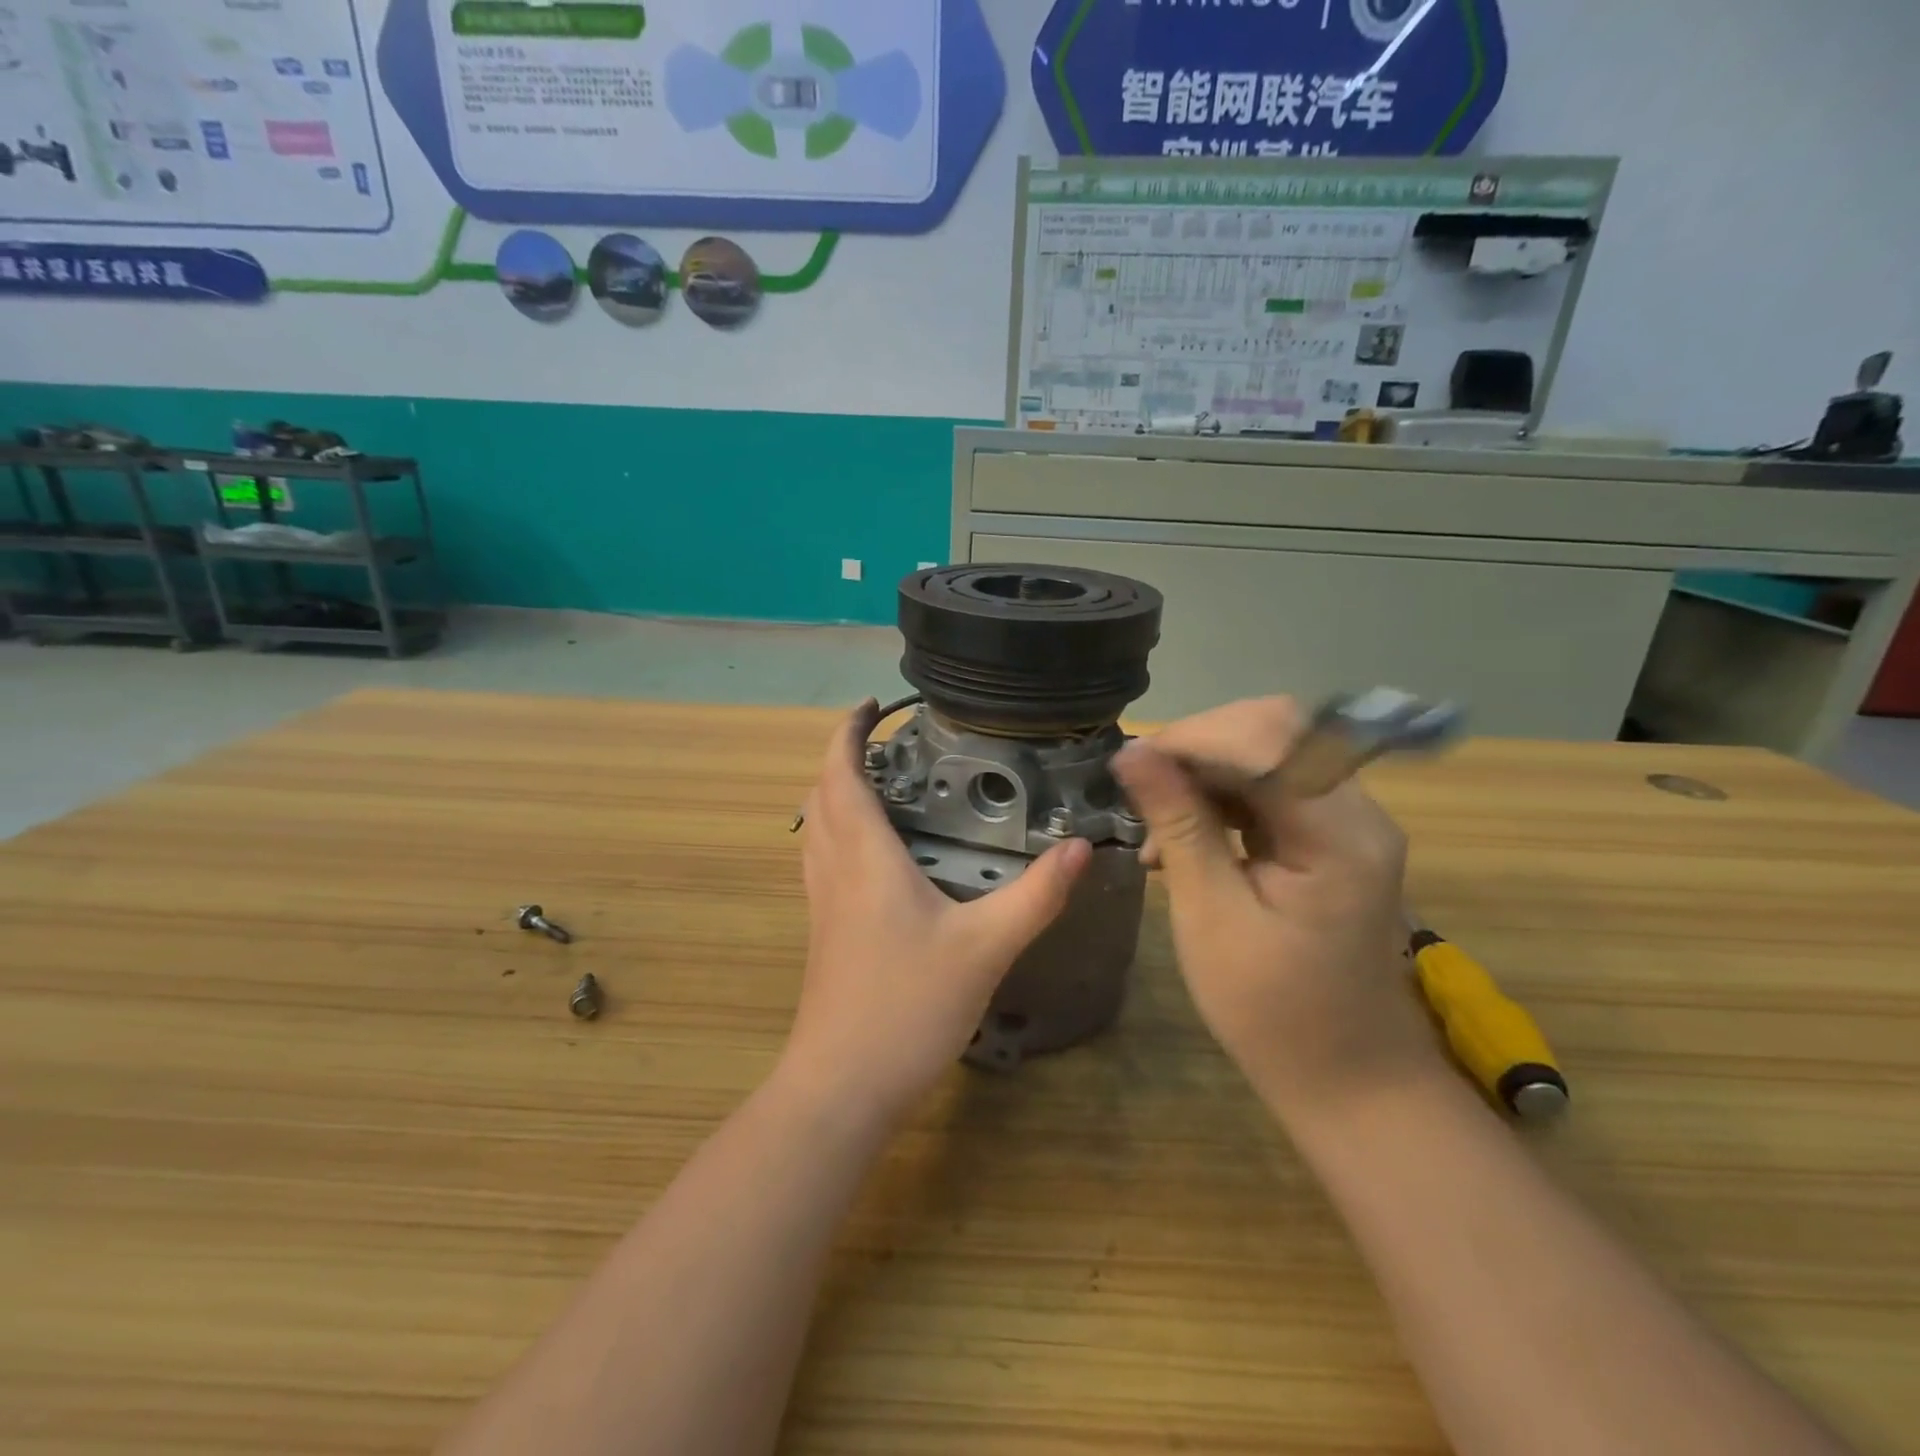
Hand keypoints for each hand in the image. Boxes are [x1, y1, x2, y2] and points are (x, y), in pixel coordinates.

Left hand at [786, 700, 1090, 1119]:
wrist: (842, 1085)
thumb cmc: (907, 1007)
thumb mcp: (984, 948)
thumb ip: (1035, 896)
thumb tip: (1079, 848)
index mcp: (865, 857)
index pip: (841, 773)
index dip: (849, 732)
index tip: (873, 705)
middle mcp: (834, 869)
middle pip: (822, 794)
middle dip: (844, 756)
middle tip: (890, 744)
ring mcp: (822, 902)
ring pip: (817, 827)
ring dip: (838, 793)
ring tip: (883, 785)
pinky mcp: (824, 931)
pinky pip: (823, 859)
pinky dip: (840, 832)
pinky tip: (876, 855)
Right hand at [1112, 697, 1445, 1123]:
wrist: (1347, 1078)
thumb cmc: (1271, 1012)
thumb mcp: (1210, 916)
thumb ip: (1177, 825)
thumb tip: (1131, 753)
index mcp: (1339, 834)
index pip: (1267, 739)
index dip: (1193, 739)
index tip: (1130, 765)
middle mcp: (1357, 812)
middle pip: (1274, 733)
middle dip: (1197, 748)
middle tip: (1140, 788)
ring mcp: (1348, 822)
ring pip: (1269, 753)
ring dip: (1204, 772)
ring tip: (1153, 818)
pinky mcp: (1330, 837)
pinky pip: (1270, 788)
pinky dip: (1220, 798)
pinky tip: (1180, 835)